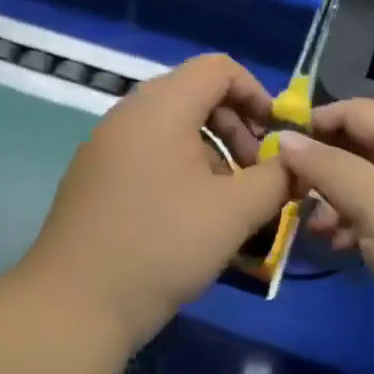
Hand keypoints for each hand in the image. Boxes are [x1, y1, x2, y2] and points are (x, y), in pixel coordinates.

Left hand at [22, 55, 295, 349]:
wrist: (74, 306)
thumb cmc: (162, 246)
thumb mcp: (235, 212)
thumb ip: (277, 178)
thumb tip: (298, 164)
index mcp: (162, 106)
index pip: (218, 68)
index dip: (256, 93)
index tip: (276, 136)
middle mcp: (129, 112)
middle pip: (195, 93)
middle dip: (236, 126)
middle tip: (256, 172)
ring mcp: (106, 143)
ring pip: (173, 125)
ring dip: (211, 150)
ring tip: (228, 199)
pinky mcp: (94, 174)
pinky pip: (148, 150)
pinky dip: (180, 166)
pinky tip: (190, 215)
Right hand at [277, 100, 373, 373]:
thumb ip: (328, 167)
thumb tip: (285, 137)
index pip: (361, 112)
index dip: (321, 118)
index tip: (280, 141)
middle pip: (361, 149)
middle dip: (322, 163)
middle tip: (285, 188)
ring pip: (365, 189)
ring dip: (332, 199)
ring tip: (307, 225)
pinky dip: (351, 228)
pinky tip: (335, 247)